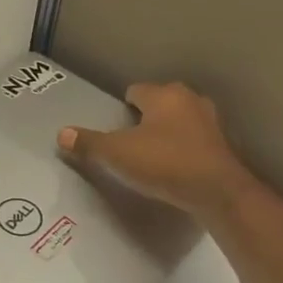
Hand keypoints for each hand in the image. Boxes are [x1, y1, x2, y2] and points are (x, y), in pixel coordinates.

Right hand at [58, 81, 251, 220]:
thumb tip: (61, 133)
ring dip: (166, 133)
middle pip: (160, 103)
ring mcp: (210, 122)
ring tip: (150, 155)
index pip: (136, 90)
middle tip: (128, 141)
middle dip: (145, 118)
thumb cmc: (164, 163)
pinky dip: (183, 149)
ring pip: (179, 121)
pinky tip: (173, 167)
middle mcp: (190, 100)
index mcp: (164, 95)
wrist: (216, 192)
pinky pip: (194, 141)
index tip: (114, 127)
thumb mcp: (118, 154)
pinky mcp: (221, 146)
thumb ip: (89, 143)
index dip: (122, 107)